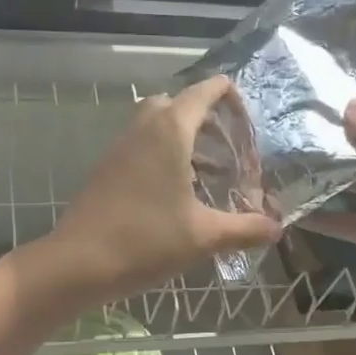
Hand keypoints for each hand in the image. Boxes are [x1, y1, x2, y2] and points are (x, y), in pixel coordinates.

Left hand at [33, 76, 282, 306]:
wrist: (78, 263)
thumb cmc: (146, 241)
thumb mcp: (204, 236)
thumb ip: (245, 228)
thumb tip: (277, 228)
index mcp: (169, 132)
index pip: (202, 92)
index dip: (227, 94)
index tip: (246, 112)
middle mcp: (142, 130)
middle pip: (176, 104)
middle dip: (204, 117)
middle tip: (227, 145)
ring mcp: (119, 148)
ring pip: (154, 125)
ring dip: (182, 138)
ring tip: (209, 172)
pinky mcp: (106, 170)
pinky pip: (139, 147)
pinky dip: (161, 155)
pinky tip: (176, 192)